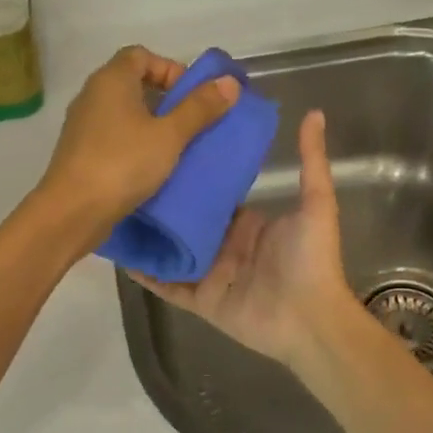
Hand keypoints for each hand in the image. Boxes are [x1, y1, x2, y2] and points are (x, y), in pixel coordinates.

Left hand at [32, 46, 239, 249]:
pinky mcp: (79, 152)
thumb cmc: (123, 164)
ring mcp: (82, 124)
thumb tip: (229, 82)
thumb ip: (199, 108)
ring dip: (150, 125)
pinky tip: (151, 168)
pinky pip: (112, 137)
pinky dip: (133, 144)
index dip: (169, 68)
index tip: (191, 95)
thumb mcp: (169, 136)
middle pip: (132, 83)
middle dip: (164, 99)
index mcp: (111, 79)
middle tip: (190, 123)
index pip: (141, 55)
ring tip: (176, 148)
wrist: (71, 211)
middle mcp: (92, 95)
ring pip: (123, 113)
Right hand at [130, 110, 356, 369]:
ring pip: (172, 251)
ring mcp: (209, 274)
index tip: (166, 151)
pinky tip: (121, 255)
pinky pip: (167, 284)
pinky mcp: (199, 300)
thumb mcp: (315, 203)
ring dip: (150, 236)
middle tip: (130, 177)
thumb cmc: (311, 259)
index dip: (193, 176)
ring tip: (117, 212)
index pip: (214, 195)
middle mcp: (225, 246)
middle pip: (188, 222)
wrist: (310, 319)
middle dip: (164, 205)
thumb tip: (314, 113)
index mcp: (247, 223)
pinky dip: (146, 273)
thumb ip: (311, 161)